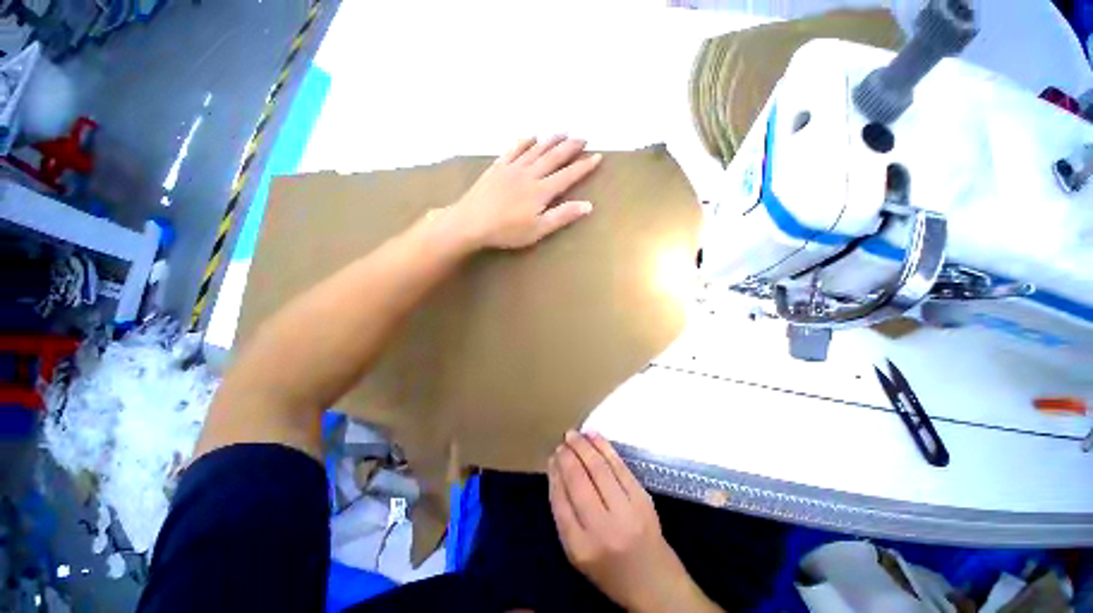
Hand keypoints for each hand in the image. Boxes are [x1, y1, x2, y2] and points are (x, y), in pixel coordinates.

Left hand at [448, 136, 601, 249]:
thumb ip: (562, 216)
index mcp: (541, 191)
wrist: (471, 222)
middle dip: (570, 147)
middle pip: (553, 157)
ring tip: (563, 132)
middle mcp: (530, 174)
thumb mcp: (538, 230)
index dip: (583, 166)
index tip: (597, 156)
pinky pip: (513, 149)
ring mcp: (512, 168)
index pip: (568, 175)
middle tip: (583, 137)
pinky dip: (524, 141)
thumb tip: (588, 205)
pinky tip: (530, 136)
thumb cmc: (506, 231)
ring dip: (551, 140)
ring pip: (536, 149)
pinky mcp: (497, 167)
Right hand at [548, 431, 721, 612]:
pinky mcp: (643, 498)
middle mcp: (603, 528)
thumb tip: (556, 472)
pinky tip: (593, 436)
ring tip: (573, 434)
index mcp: (581, 547)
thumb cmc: (610, 571)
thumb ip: (565, 515)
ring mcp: (627, 511)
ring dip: (583, 446)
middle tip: (561, 441)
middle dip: (567, 456)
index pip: (560, 501)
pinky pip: (619, 466)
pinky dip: (604, 447)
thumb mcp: (578, 554)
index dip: (554, 474)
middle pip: (579, 481)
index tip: (551, 458)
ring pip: (599, 469)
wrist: (655, 583)